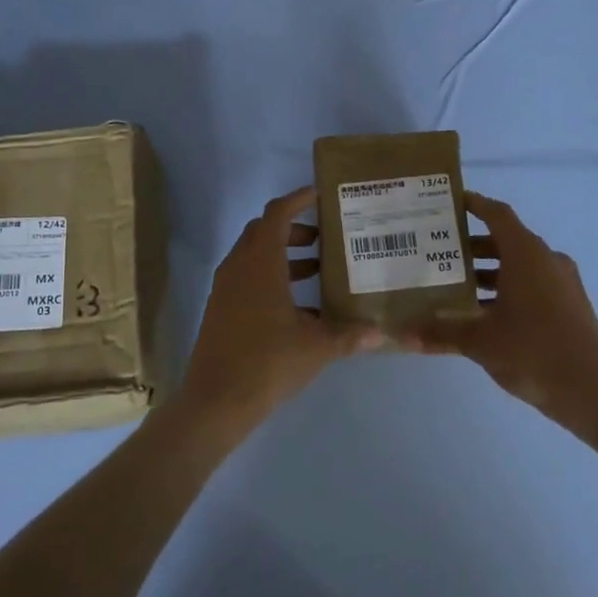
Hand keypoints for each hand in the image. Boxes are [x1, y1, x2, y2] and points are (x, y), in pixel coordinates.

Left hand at [174, 188, 382, 436]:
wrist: (216, 401)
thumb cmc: (268, 363)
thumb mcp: (316, 348)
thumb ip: (349, 335)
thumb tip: (381, 333)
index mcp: (260, 264)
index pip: (277, 214)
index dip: (298, 199)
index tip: (320, 195)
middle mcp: (238, 268)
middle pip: (263, 231)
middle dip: (294, 229)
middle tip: (324, 238)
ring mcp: (225, 289)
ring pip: (254, 256)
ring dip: (283, 255)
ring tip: (317, 269)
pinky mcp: (220, 310)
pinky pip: (247, 279)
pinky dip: (271, 278)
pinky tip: (298, 307)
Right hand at [400, 192, 597, 428]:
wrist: (592, 391)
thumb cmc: (533, 352)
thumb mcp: (480, 342)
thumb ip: (441, 333)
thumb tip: (402, 335)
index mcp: (527, 255)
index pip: (497, 214)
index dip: (473, 204)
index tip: (448, 202)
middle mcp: (547, 260)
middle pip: (505, 240)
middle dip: (471, 245)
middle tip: (437, 252)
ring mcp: (562, 283)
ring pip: (519, 265)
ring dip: (488, 271)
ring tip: (453, 284)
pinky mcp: (569, 305)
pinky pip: (532, 283)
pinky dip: (507, 288)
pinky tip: (483, 313)